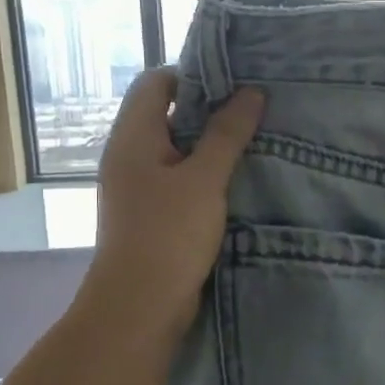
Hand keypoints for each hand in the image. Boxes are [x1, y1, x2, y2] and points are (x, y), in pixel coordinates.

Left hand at [84, 69, 264, 332]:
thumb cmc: (168, 235)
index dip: (193, 75)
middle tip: (254, 109)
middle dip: (210, 110)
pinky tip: (237, 180)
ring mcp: (138, 186)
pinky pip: (178, 178)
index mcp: (133, 137)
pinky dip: (204, 173)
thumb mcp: (204, 180)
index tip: (236, 83)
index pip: (156, 82)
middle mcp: (129, 155)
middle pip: (166, 113)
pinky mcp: (151, 213)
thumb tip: (252, 92)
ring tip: (254, 141)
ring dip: (210, 144)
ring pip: (176, 149)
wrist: (138, 309)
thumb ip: (227, 134)